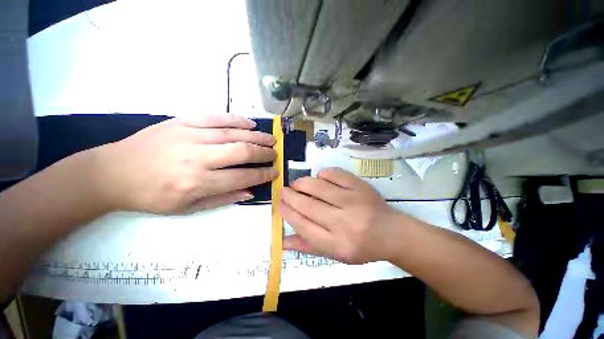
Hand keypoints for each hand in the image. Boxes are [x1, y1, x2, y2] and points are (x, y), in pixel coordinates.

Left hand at [92, 114, 277, 213]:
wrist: (114, 172)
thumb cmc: (151, 196)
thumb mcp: (187, 208)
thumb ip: (223, 198)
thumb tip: (250, 191)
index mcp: (197, 182)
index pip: (243, 176)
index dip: (263, 174)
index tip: (275, 172)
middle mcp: (197, 157)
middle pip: (242, 151)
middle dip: (264, 153)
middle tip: (276, 153)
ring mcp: (189, 135)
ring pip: (233, 132)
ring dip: (257, 136)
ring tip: (271, 139)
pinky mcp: (182, 121)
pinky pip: (216, 117)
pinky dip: (237, 120)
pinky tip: (250, 124)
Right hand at [280, 167, 405, 263]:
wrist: (391, 233)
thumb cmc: (361, 246)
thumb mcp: (334, 254)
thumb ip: (308, 246)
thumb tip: (281, 241)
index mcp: (337, 244)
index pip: (303, 226)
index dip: (287, 212)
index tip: (280, 204)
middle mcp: (344, 223)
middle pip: (308, 205)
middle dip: (290, 195)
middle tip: (283, 191)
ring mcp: (353, 201)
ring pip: (318, 186)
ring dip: (302, 183)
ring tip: (296, 184)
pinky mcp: (360, 186)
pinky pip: (334, 174)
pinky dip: (322, 174)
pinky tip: (320, 178)